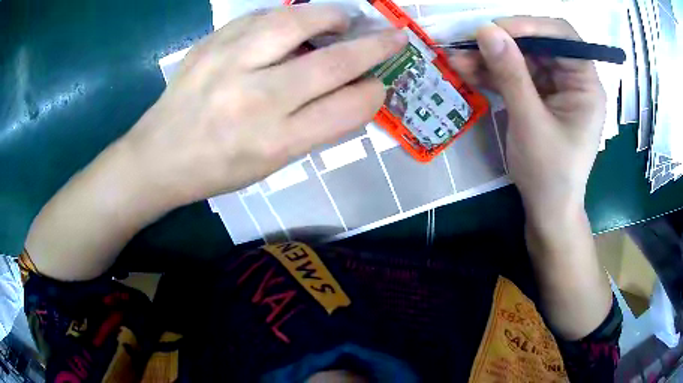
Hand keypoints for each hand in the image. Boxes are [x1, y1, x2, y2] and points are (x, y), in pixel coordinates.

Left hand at [123, 4, 406, 208]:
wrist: (158, 157)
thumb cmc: (217, 169)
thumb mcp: (272, 164)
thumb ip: (316, 127)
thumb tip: (355, 91)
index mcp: (275, 142)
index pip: (347, 109)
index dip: (374, 93)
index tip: (380, 83)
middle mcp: (255, 100)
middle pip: (332, 62)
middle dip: (374, 46)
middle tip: (393, 36)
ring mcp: (228, 65)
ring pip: (295, 23)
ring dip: (330, 16)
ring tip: (343, 19)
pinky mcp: (210, 45)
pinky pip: (260, 17)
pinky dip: (287, 15)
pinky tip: (294, 21)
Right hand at [449, 17, 605, 221]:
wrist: (548, 211)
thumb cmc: (549, 175)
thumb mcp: (531, 123)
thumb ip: (511, 74)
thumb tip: (485, 30)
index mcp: (585, 85)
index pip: (563, 36)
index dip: (531, 26)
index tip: (495, 30)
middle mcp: (573, 80)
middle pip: (538, 44)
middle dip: (503, 43)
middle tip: (467, 43)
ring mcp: (555, 89)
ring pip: (522, 59)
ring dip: (491, 58)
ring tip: (457, 60)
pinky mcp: (540, 98)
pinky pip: (516, 76)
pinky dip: (493, 74)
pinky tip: (468, 72)